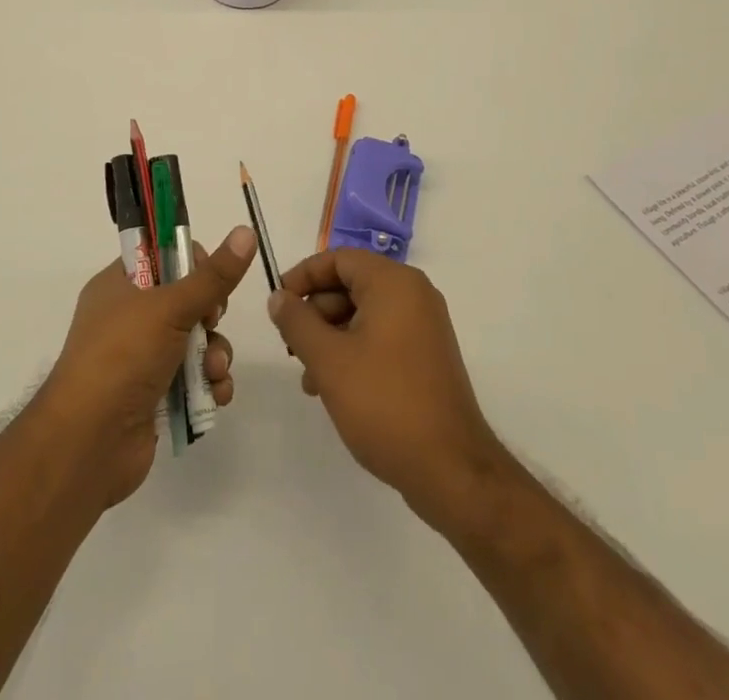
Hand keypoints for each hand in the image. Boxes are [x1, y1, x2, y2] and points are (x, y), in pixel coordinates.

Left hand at [41, 225, 255, 507]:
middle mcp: (129, 319)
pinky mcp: (155, 396)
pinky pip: (194, 380)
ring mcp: (141, 360)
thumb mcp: (170, 307)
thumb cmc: (123, 356)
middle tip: (210, 322)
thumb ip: (213, 275)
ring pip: (196, 342)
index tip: (208, 278)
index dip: (191, 263)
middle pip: (186, 300)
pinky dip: (209, 385)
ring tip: (214, 371)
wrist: (90, 443)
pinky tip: (215, 395)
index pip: (162, 257)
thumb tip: (246, 230)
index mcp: (119, 285)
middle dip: (210, 315)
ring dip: (214, 355)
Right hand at [269, 250, 504, 527]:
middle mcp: (413, 294)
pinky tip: (333, 387)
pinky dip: (353, 350)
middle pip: (351, 284)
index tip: (277, 303)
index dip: (303, 276)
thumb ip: (297, 322)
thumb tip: (278, 297)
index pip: (339, 259)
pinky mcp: (427, 355)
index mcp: (393, 283)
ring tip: (308, 377)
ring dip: (330, 336)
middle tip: (290, 345)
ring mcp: (424, 325)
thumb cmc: (384, 403)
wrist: (451, 469)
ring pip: (363, 313)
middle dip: (315, 312)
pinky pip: (381, 335)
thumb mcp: (328, 360)